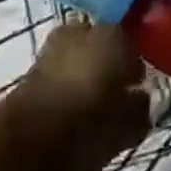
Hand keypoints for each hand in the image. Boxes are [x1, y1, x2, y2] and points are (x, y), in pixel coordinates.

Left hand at [5, 21, 150, 170]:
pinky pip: (59, 71)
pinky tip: (69, 110)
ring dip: (85, 75)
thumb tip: (141, 98)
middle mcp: (85, 29)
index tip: (137, 91)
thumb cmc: (90, 127)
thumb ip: (141, 108)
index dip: (135, 70)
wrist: (29, 141)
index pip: (134, 46)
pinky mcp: (32, 65)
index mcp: (115, 35)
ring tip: (90, 108)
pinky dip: (65, 85)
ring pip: (79, 57)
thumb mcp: (129, 125)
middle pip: (104, 47)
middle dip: (108, 66)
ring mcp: (55, 44)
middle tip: (114, 97)